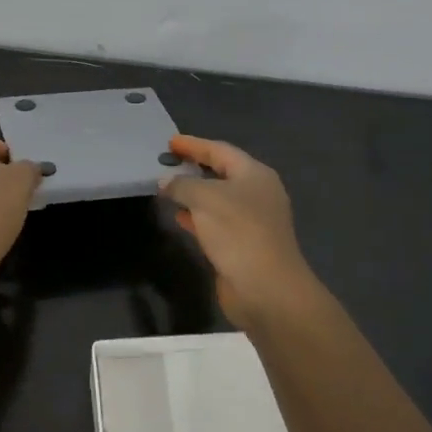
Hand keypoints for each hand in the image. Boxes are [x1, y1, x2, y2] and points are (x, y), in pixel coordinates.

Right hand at [162, 135, 319, 329]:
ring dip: (192, 193)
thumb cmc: (238, 232)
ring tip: (166, 188)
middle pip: (221, 173)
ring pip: (216, 199)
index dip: (194, 144)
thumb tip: (166, 182)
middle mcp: (256, 194)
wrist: (266, 289)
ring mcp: (251, 221)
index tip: (170, 142)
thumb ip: (181, 185)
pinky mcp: (243, 245)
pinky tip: (178, 218)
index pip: (220, 151)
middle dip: (193, 167)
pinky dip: (196, 217)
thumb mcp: (204, 198)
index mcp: (254, 175)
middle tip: (167, 162)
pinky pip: (215, 222)